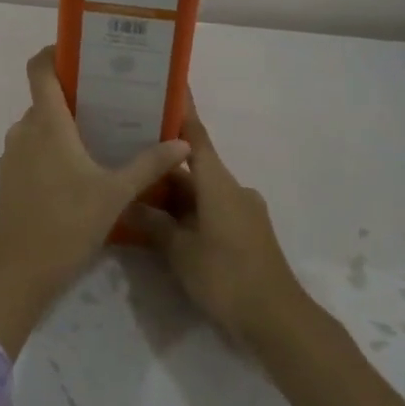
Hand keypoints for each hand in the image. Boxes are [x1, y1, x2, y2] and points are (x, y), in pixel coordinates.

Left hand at [0, 46, 189, 357]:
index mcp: (47, 123)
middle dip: (77, 95)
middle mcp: (24, 130)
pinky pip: (33, 149)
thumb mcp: (115, 195)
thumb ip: (149, 165)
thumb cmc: (65, 224)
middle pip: (47, 98)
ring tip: (103, 134)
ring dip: (66, 125)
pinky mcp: (9, 179)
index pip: (40, 68)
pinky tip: (81, 170)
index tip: (83, 51)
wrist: (15, 273)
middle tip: (114, 99)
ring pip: (41, 126)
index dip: (56, 52)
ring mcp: (12, 156)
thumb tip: (182, 143)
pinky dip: (54, 149)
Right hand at [129, 101, 309, 349]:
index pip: (195, 135)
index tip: (166, 87)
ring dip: (172, 193)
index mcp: (218, 182)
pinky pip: (210, 211)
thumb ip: (154, 224)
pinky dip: (187, 212)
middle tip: (128, 152)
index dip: (180, 111)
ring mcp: (242, 211)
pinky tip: (163, 224)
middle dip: (162, 163)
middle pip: (193, 166)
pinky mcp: (245, 233)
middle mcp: (232, 188)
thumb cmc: (226, 275)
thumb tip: (130, 203)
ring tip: (137, 191)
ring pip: (200, 192)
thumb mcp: (180, 251)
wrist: (276, 318)